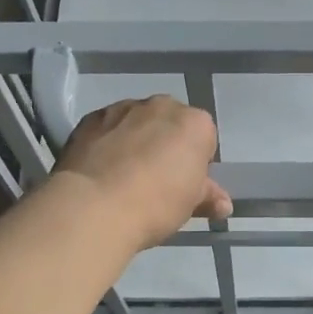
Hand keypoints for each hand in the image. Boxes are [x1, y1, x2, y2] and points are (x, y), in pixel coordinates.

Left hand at [52, 96, 232, 250]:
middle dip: (165, 144)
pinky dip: (107, 142)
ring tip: (123, 176)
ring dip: (135, 140)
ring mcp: (122, 108)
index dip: (195, 162)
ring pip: (136, 122)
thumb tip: (222, 204)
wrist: (94, 206)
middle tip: (156, 180)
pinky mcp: (90, 118)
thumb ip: (208, 196)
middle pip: (170, 123)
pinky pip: (107, 128)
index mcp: (195, 123)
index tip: (184, 184)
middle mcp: (160, 106)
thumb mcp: (190, 205)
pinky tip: (101, 170)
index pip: (204, 138)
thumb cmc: (156, 204)